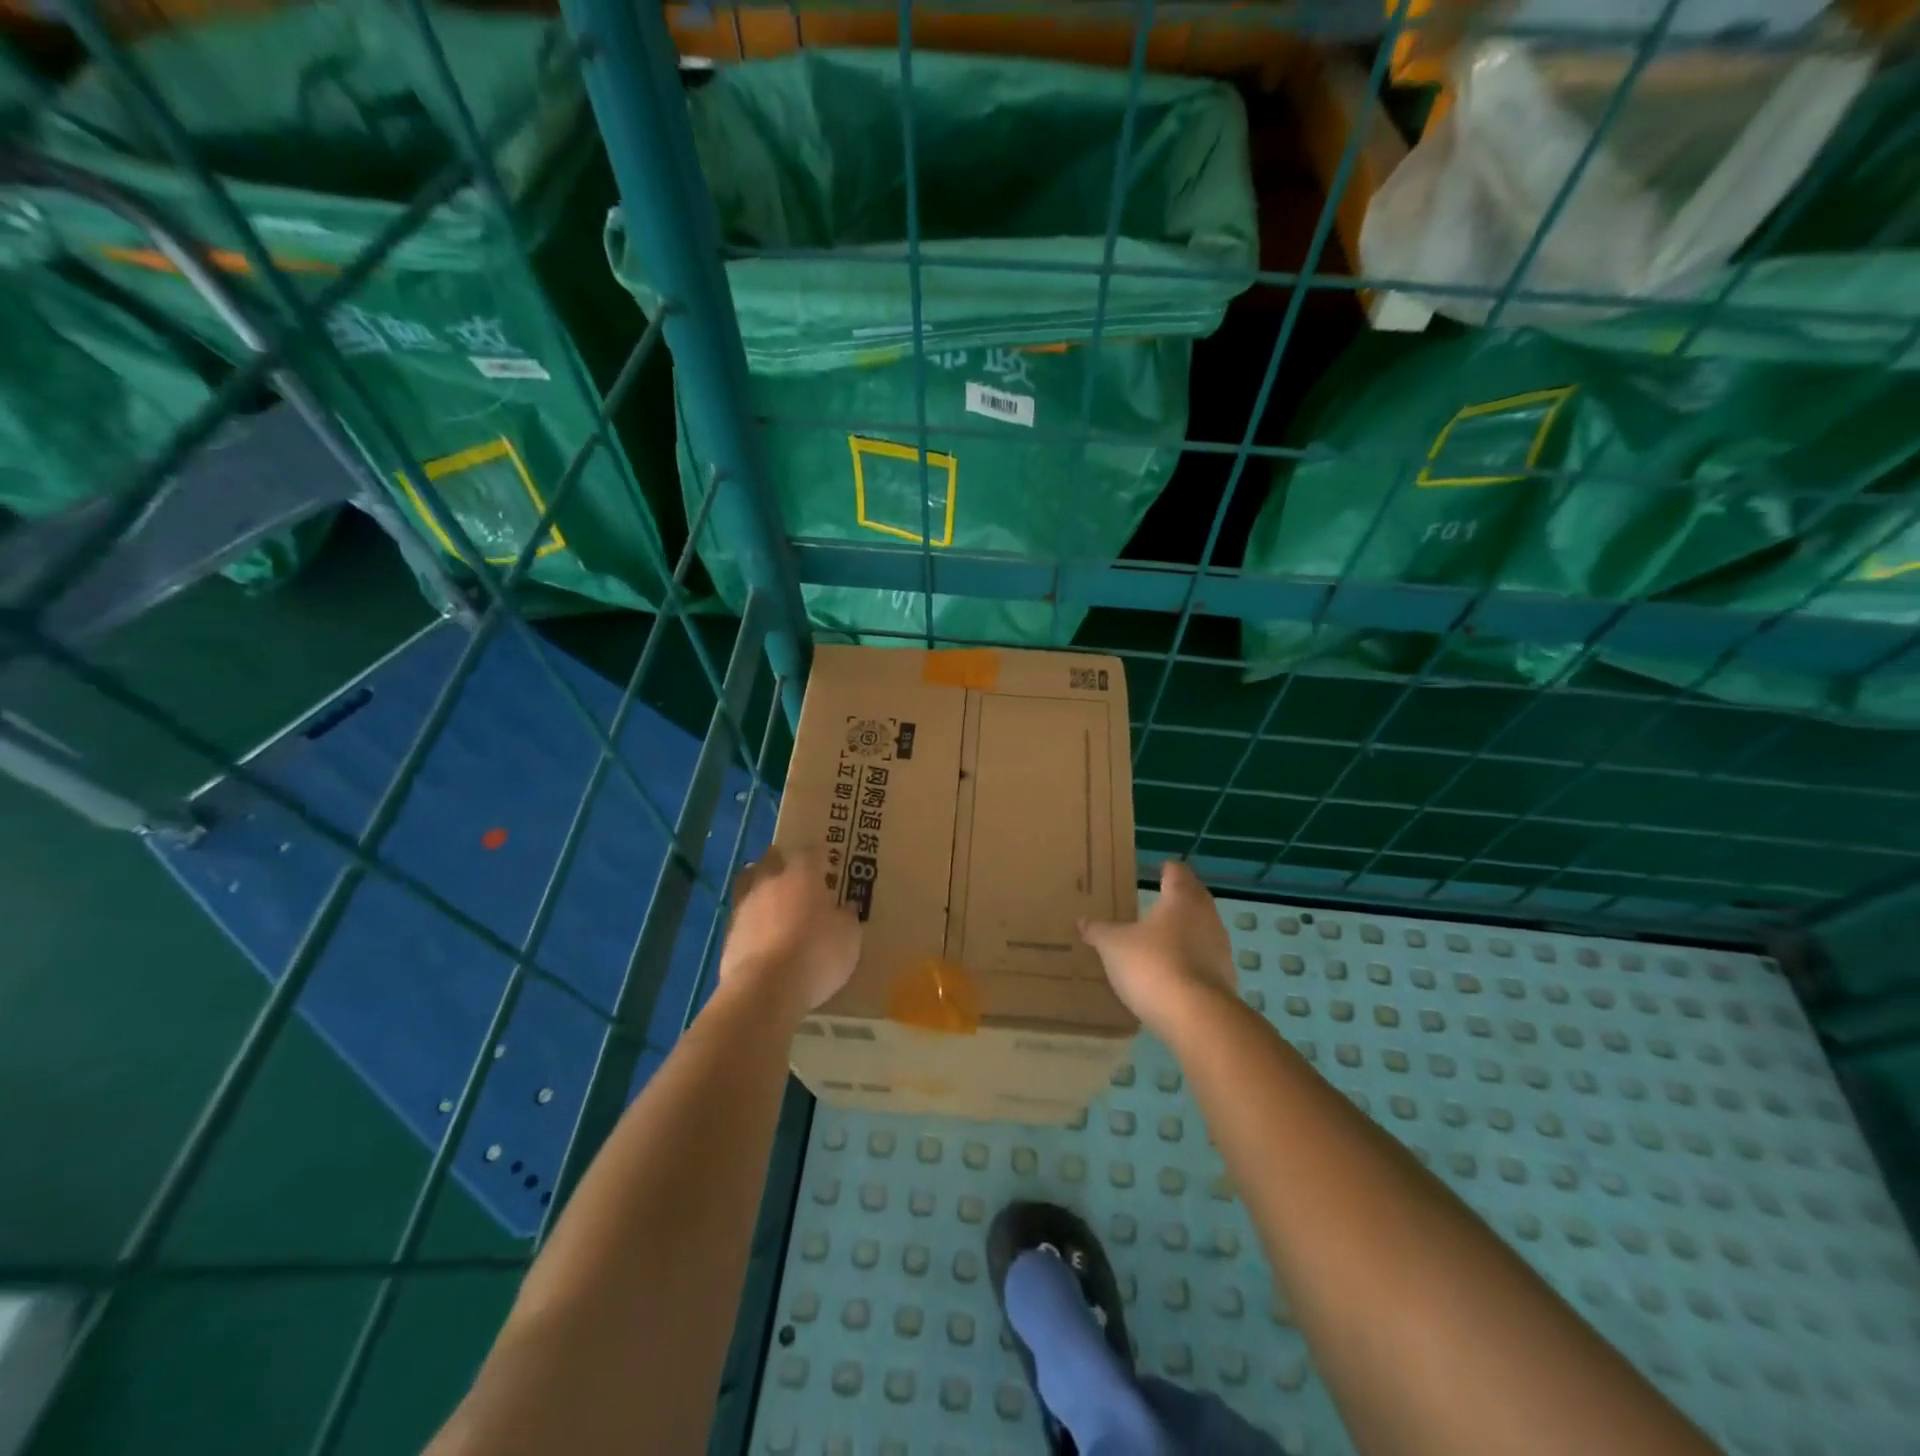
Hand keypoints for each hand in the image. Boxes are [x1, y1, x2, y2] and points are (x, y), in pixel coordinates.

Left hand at [718, 845, 862, 1019]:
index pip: (810, 852)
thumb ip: (847, 918)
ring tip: (771, 899)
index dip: (818, 854)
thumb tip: (846, 908)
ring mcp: (745, 906)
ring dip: (760, 887)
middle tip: (794, 873)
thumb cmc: (816, 954)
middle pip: (772, 859)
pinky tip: (760, 932)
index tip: (825, 858)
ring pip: (749, 883)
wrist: (765, 988)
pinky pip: (741, 916)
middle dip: (781, 862)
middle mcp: (770, 882)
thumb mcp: (849, 938)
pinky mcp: (729, 933)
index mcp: (802, 875)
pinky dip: (751, 919)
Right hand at [1080, 860, 1235, 1035]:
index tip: (1158, 869)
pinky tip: (1173, 971)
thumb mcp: (1113, 946)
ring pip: (1202, 928)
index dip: (1166, 869)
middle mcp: (1206, 915)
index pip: (1176, 872)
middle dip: (1178, 898)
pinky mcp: (1225, 977)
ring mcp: (1220, 947)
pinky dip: (1191, 959)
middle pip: (1194, 897)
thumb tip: (1083, 921)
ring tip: (1162, 938)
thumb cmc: (1152, 964)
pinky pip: (1205, 958)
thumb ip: (1098, 931)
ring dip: (1186, 930)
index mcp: (1181, 898)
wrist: (1196, 1016)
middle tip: (1156, 901)